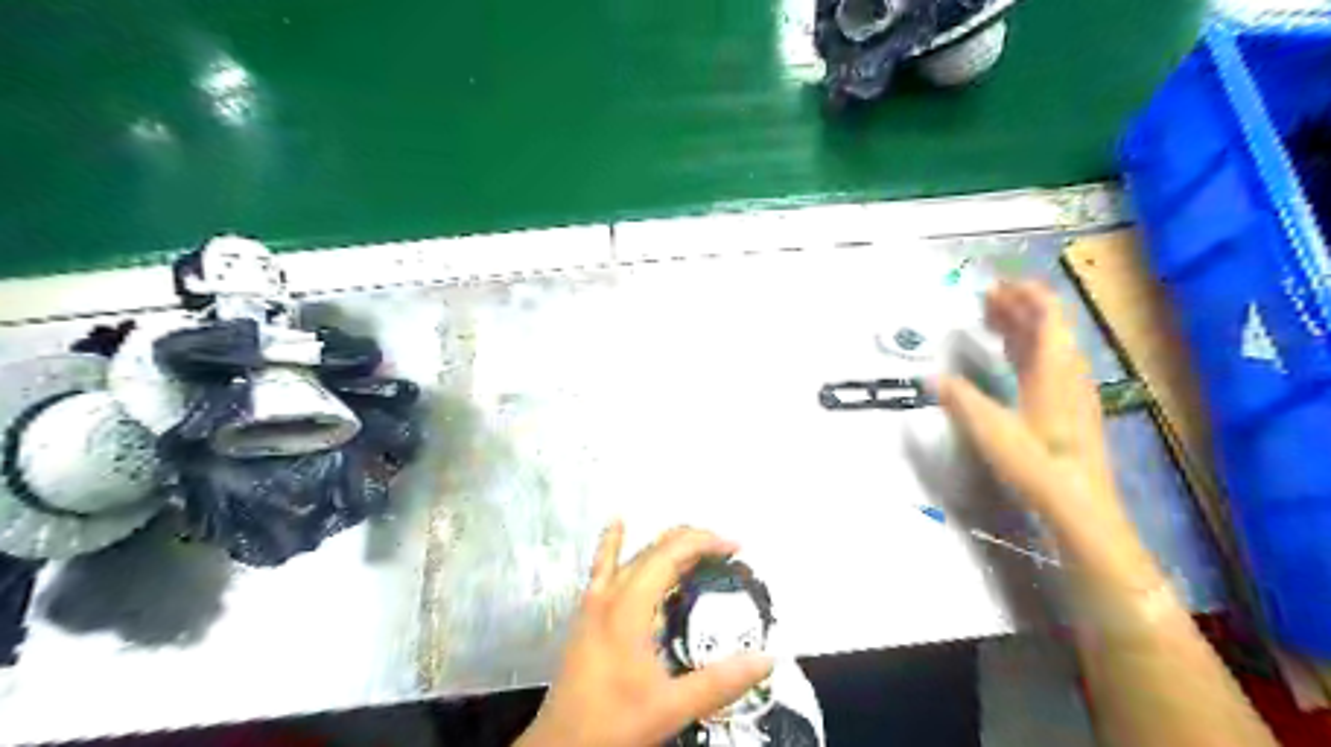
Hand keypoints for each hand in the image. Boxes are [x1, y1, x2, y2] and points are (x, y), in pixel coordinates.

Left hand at [517, 524, 775, 746]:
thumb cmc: (614, 724)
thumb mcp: (672, 707)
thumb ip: (720, 682)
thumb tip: (766, 659)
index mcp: (630, 607)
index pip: (672, 555)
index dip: (706, 543)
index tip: (736, 548)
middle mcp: (611, 593)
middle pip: (654, 549)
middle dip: (693, 540)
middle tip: (726, 550)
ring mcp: (594, 600)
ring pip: (633, 554)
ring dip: (665, 544)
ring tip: (695, 542)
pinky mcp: (586, 612)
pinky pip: (602, 566)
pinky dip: (613, 542)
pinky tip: (617, 522)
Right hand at [933, 284, 1143, 559]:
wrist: (1080, 507)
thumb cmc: (1036, 465)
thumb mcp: (990, 430)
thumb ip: (961, 400)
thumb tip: (932, 377)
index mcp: (1054, 369)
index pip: (1047, 315)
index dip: (1025, 295)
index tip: (996, 285)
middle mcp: (1067, 373)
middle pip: (1048, 327)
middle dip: (1017, 308)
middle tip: (985, 300)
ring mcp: (1072, 392)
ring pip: (1048, 346)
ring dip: (1021, 328)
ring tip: (991, 320)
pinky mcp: (1069, 409)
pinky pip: (1048, 364)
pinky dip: (1027, 350)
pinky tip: (1010, 359)